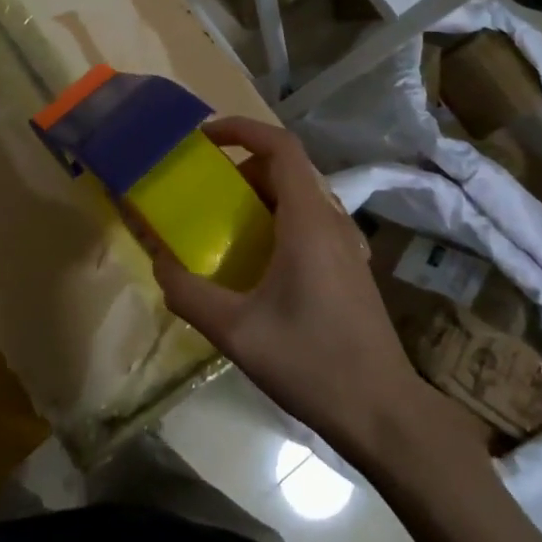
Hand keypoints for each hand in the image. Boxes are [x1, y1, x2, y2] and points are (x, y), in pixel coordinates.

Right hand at [147, 118, 486, 469]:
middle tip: (204, 190)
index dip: (242, 129)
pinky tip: (256, 263)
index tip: (203, 137)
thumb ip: (189, 294)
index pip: (280, 147)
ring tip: (223, 224)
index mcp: (309, 221)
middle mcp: (332, 222)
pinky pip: (309, 222)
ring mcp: (346, 245)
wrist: (383, 411)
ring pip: (299, 196)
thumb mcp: (236, 332)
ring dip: (259, 195)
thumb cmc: (311, 363)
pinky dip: (277, 220)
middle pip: (287, 169)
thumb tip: (159, 264)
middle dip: (242, 167)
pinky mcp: (350, 268)